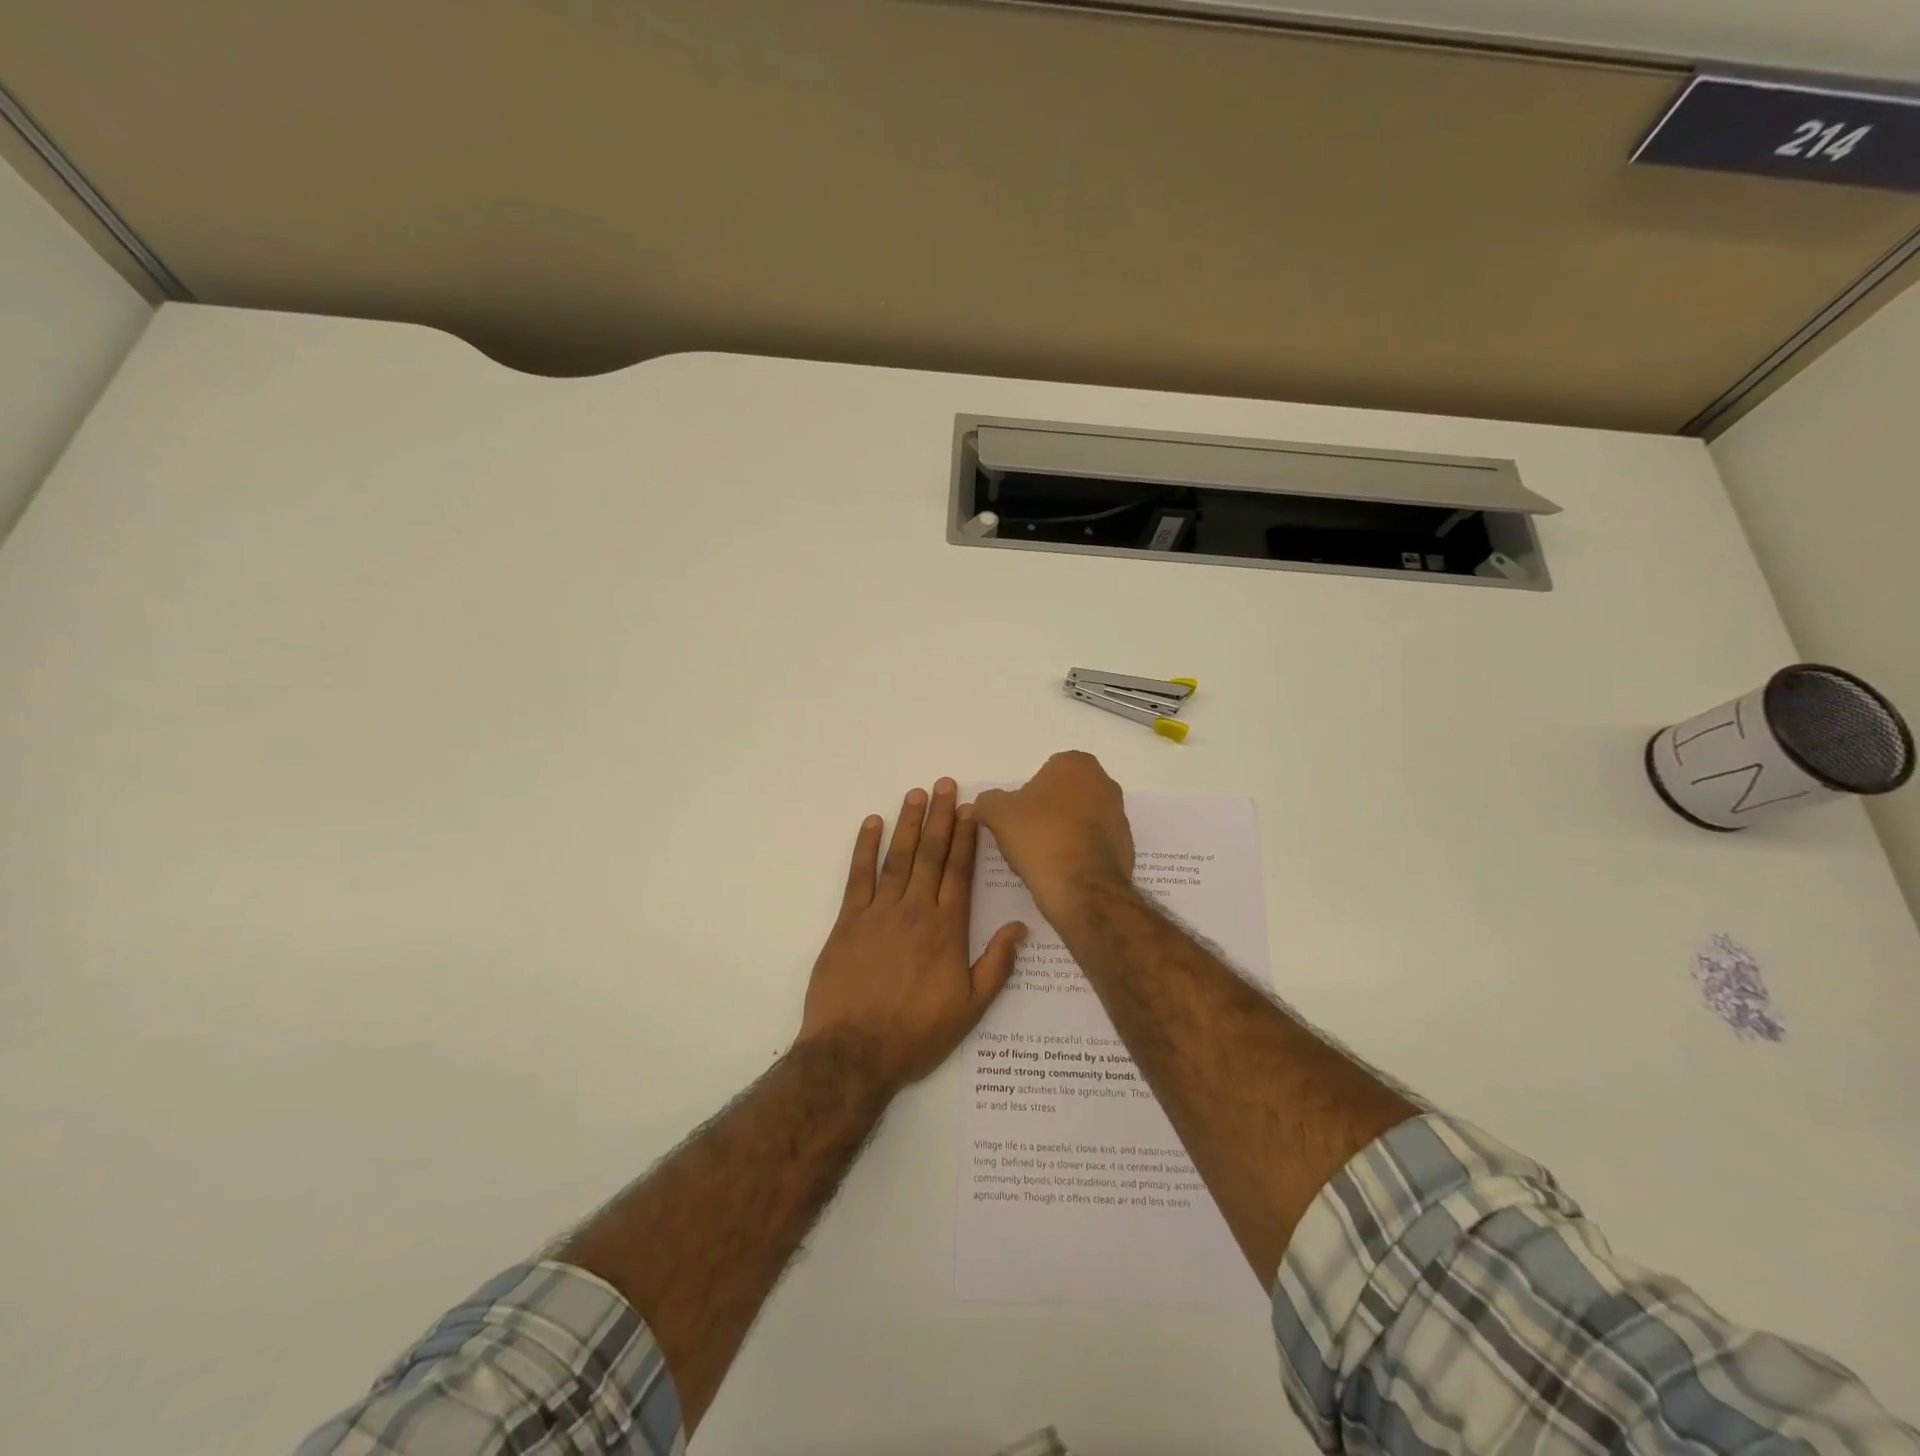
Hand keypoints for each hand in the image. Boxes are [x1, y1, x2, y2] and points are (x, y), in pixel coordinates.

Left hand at [796, 778, 1027, 1092]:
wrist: (854, 1052)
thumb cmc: (917, 1034)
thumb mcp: (970, 1008)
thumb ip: (997, 965)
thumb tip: (1021, 927)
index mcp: (947, 928)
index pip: (960, 871)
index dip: (965, 837)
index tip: (969, 808)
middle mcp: (916, 910)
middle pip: (930, 854)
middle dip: (939, 817)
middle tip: (944, 784)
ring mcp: (879, 912)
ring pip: (898, 857)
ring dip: (908, 823)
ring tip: (915, 793)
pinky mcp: (848, 921)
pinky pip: (858, 876)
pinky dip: (865, 848)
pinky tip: (872, 824)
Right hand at [973, 751, 1134, 922]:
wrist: (1081, 888)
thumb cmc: (1040, 837)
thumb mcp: (998, 814)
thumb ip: (987, 801)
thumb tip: (981, 804)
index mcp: (1077, 764)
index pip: (1045, 772)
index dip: (1027, 795)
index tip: (1017, 817)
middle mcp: (1105, 783)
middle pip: (1065, 795)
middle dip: (1047, 811)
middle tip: (1026, 835)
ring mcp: (1120, 815)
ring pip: (1080, 819)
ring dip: (1063, 832)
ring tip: (1042, 857)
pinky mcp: (1126, 847)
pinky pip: (1093, 844)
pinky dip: (1078, 852)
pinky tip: (1062, 870)